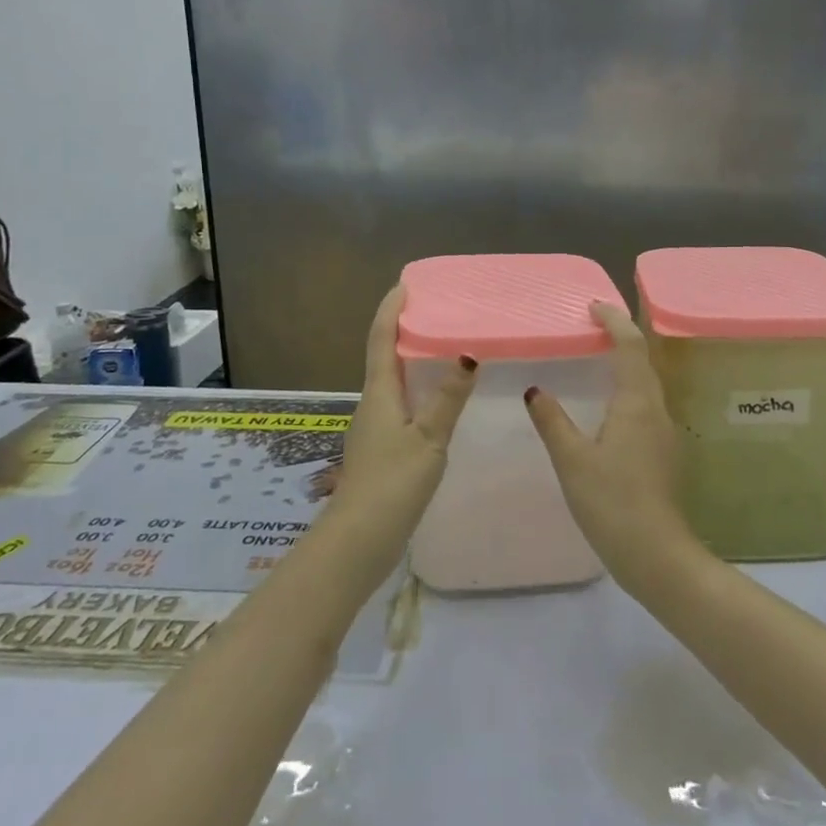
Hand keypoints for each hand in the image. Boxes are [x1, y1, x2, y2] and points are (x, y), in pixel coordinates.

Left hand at [319, 286, 476, 585]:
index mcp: (380, 394)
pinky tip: (437, 400)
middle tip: (433, 310)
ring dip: (409, 358)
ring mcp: (375, 428)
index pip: (380, 339)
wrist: (358, 541)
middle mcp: (373, 404)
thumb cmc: (392, 484)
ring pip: (392, 381)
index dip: (390, 310)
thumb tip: (467, 354)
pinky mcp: (382, 449)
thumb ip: (447, 398)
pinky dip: (416, 388)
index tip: (404, 285)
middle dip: (402, 329)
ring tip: (441, 347)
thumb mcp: (428, 439)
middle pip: (384, 356)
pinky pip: (400, 404)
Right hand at [523, 302, 702, 594]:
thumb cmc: (613, 502)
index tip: (593, 306)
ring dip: (626, 364)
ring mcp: (664, 433)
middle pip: (643, 361)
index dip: (614, 321)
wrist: (658, 556)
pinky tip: (608, 408)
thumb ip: (553, 421)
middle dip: (621, 337)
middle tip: (591, 327)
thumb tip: (537, 390)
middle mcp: (656, 410)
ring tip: (596, 359)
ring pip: (646, 385)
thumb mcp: (573, 460)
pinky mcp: (663, 453)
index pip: (630, 346)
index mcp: (637, 403)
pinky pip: (645, 406)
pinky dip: (627, 391)